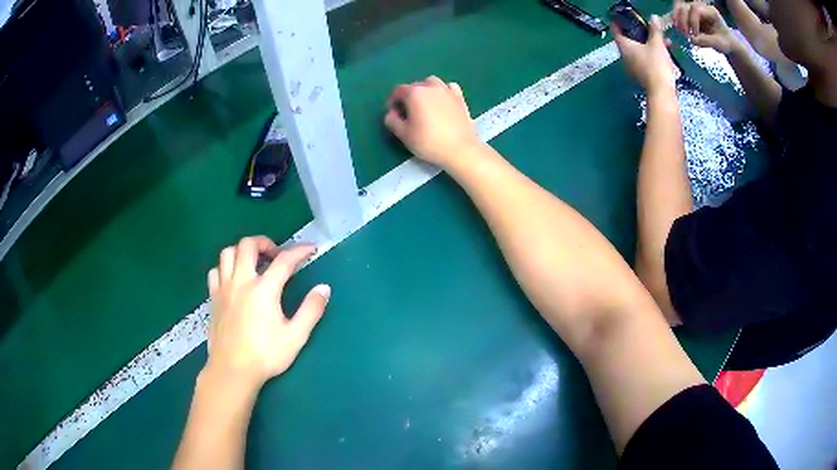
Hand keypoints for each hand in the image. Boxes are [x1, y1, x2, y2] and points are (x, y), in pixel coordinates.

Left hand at [205, 237, 328, 388]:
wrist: (232, 371)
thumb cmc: (265, 355)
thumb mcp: (295, 336)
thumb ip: (311, 310)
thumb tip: (324, 288)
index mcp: (264, 289)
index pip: (284, 260)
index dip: (300, 251)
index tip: (312, 249)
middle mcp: (241, 281)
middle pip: (248, 245)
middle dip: (265, 242)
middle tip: (276, 255)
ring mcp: (224, 288)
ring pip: (227, 253)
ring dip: (242, 251)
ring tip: (254, 263)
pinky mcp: (213, 298)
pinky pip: (216, 271)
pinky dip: (226, 268)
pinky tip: (234, 280)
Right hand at [384, 76, 481, 168]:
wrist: (461, 149)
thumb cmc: (429, 142)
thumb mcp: (404, 134)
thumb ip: (392, 121)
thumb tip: (391, 114)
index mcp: (415, 92)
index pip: (398, 90)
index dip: (392, 101)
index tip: (393, 113)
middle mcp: (431, 86)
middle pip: (415, 86)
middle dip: (408, 97)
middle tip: (407, 113)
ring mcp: (447, 90)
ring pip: (432, 83)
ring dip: (425, 91)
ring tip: (424, 105)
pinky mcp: (460, 98)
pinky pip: (449, 88)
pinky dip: (443, 92)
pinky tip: (442, 102)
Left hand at [613, 14, 677, 91]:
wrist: (662, 92)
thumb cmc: (656, 65)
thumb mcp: (657, 43)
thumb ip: (655, 29)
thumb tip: (654, 17)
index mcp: (624, 47)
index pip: (616, 30)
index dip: (619, 23)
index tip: (625, 18)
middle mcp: (625, 56)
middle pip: (630, 40)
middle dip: (642, 33)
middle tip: (652, 29)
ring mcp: (632, 67)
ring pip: (640, 50)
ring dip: (651, 44)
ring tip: (665, 42)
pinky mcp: (641, 75)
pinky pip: (645, 60)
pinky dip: (653, 54)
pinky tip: (665, 54)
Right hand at [673, 1, 738, 53]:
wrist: (727, 42)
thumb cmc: (725, 43)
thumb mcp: (719, 44)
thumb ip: (706, 41)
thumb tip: (692, 39)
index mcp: (710, 11)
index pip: (696, 10)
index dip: (692, 21)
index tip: (695, 35)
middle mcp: (701, 7)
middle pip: (685, 7)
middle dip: (683, 20)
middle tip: (685, 34)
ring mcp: (695, 10)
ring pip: (680, 8)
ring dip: (677, 19)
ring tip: (680, 31)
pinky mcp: (691, 14)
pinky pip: (679, 13)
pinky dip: (676, 20)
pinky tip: (678, 28)